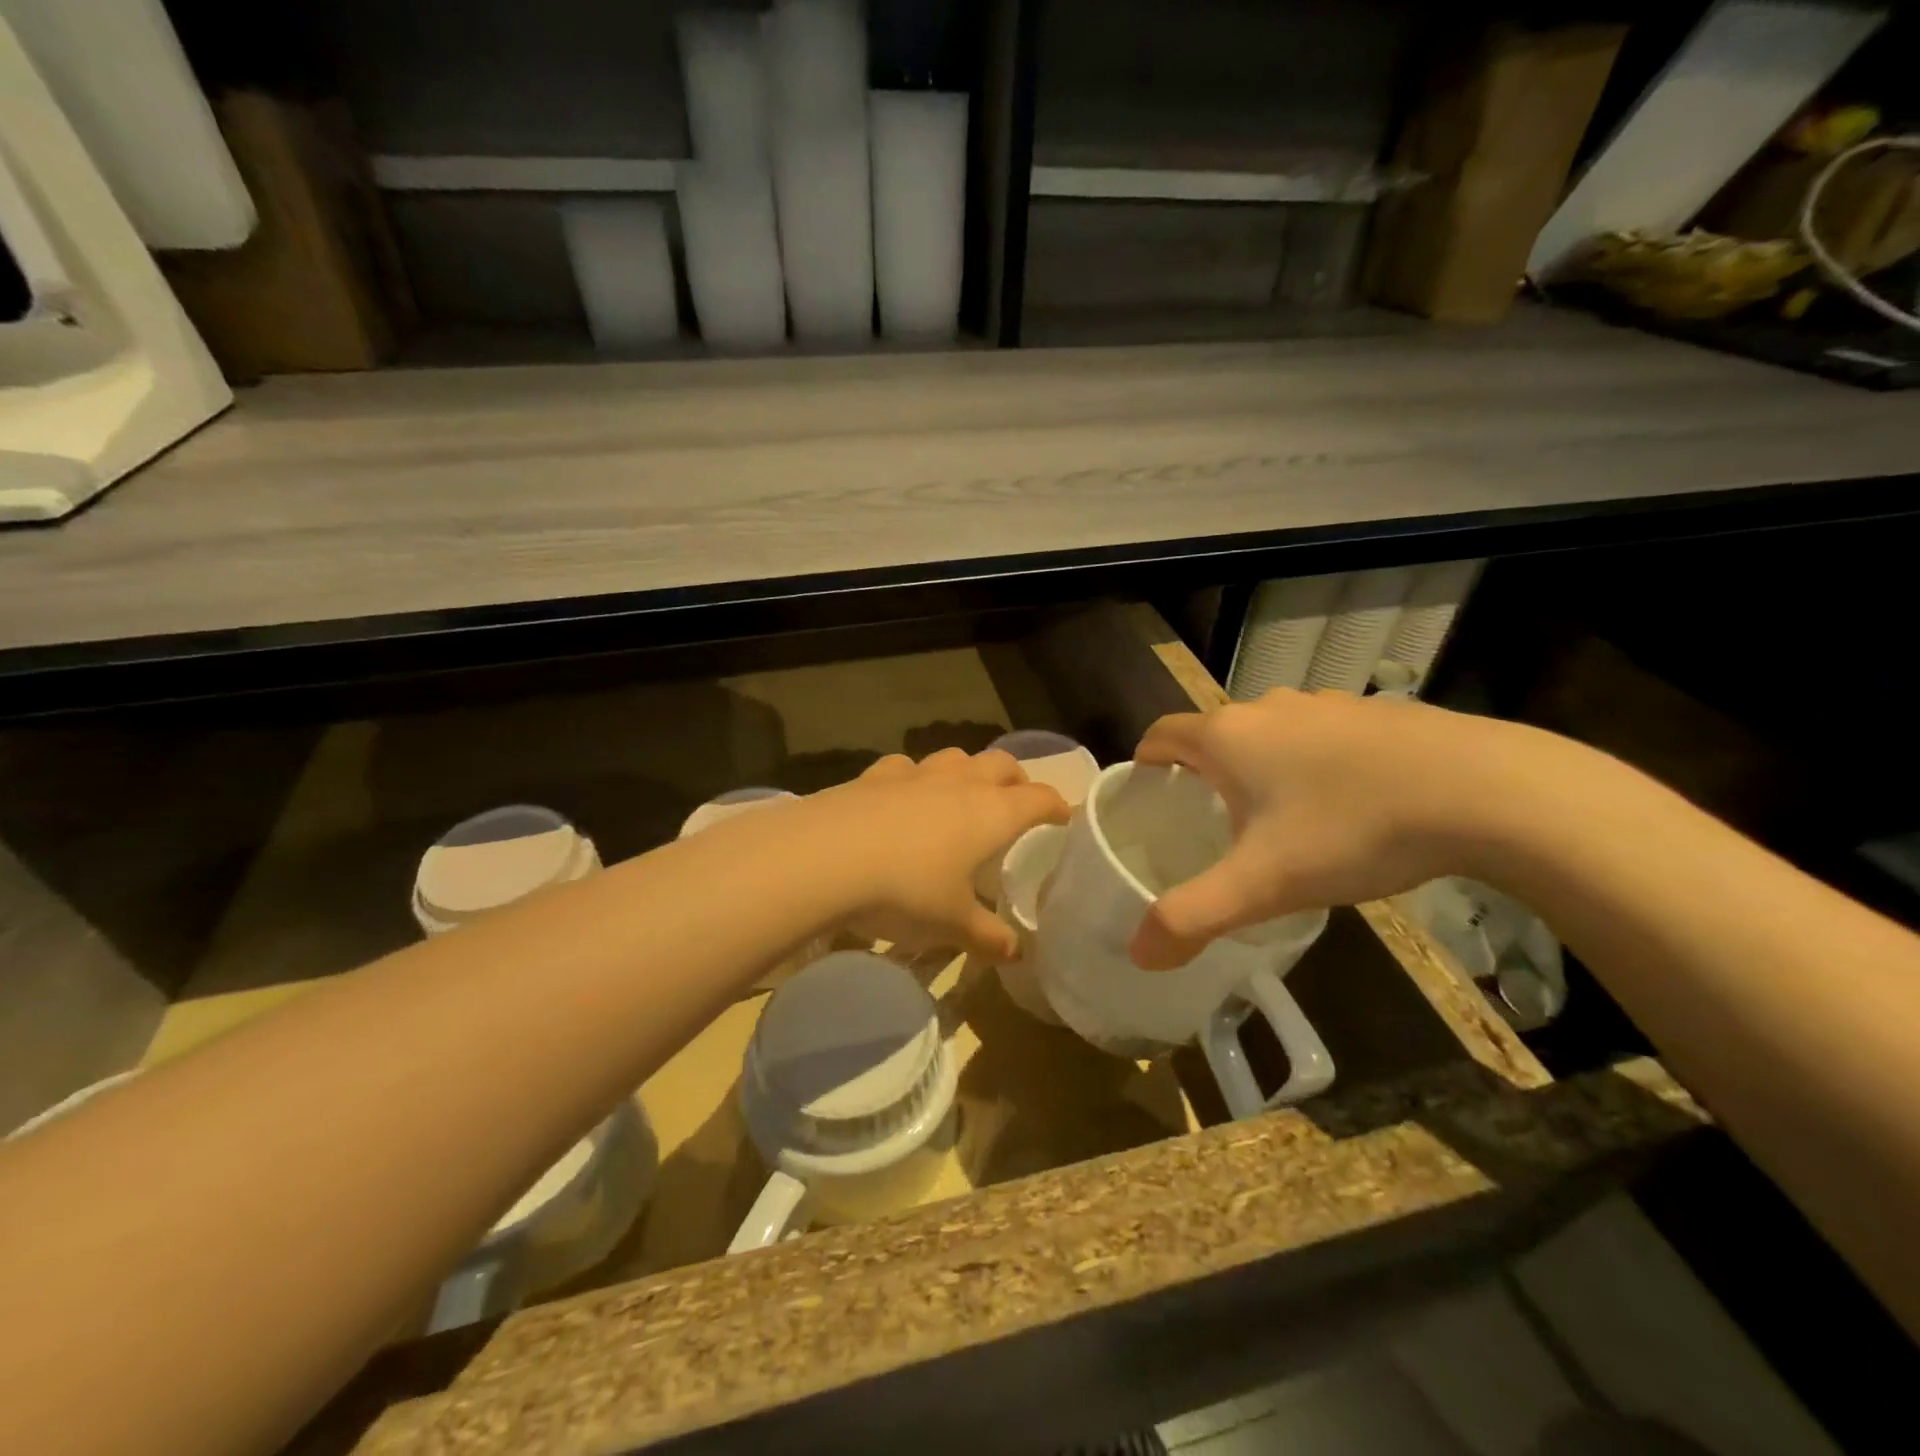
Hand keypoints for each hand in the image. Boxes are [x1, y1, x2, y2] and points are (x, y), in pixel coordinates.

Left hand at [807, 748, 1070, 960]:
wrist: (827, 857)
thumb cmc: (906, 890)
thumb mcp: (951, 923)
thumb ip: (986, 936)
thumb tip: (1014, 953)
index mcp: (991, 813)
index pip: (1039, 799)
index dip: (1056, 806)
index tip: (1063, 817)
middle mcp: (960, 783)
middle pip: (1001, 764)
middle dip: (1016, 780)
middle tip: (1016, 801)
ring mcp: (916, 773)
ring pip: (956, 757)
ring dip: (968, 771)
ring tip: (963, 795)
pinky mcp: (875, 774)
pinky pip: (906, 767)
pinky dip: (915, 778)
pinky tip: (903, 796)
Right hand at [1128, 690, 1558, 968]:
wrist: (1485, 791)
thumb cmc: (1351, 829)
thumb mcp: (1263, 884)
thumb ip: (1193, 918)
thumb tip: (1140, 955)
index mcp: (1228, 736)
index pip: (1160, 735)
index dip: (1146, 765)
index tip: (1150, 802)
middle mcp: (1268, 708)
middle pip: (1214, 735)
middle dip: (1203, 775)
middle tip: (1210, 828)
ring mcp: (1326, 705)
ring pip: (1269, 735)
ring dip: (1259, 769)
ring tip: (1278, 822)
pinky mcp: (1375, 714)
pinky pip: (1319, 737)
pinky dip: (1311, 764)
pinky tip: (1345, 806)